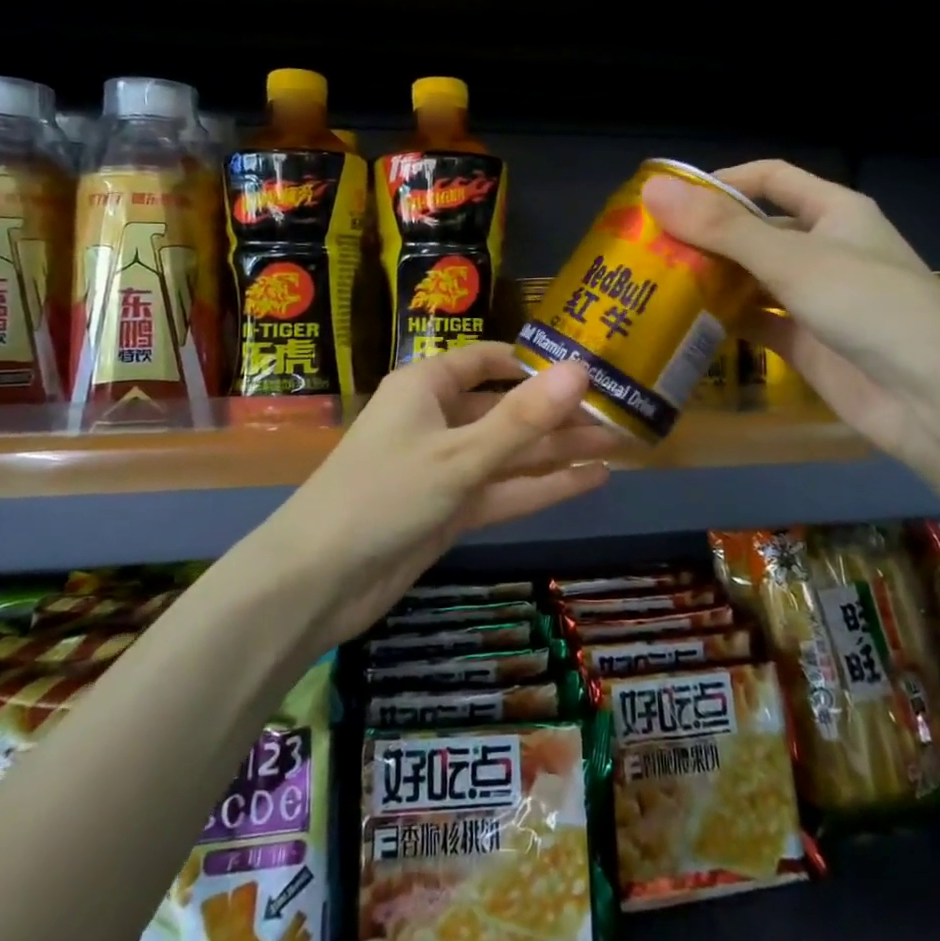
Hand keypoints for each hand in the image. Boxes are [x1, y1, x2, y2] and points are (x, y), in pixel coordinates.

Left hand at [262, 343, 621, 645]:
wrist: (318, 580)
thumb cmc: (383, 494)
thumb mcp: (459, 454)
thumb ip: (523, 418)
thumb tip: (581, 369)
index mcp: (427, 387)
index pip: (488, 360)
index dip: (536, 364)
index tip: (588, 370)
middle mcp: (437, 419)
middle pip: (507, 409)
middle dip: (559, 414)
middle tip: (620, 416)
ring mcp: (444, 467)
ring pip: (510, 452)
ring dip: (559, 451)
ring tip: (621, 446)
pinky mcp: (449, 509)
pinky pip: (502, 490)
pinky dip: (542, 487)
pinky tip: (592, 481)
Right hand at [641, 161, 939, 473]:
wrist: (938, 401)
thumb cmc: (872, 307)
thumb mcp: (793, 259)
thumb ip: (722, 228)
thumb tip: (652, 192)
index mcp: (834, 212)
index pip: (771, 179)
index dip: (723, 181)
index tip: (670, 197)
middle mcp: (824, 249)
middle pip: (755, 231)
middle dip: (706, 236)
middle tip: (647, 247)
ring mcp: (815, 299)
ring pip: (752, 279)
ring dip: (711, 280)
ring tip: (655, 284)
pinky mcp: (806, 343)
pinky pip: (757, 322)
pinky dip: (725, 321)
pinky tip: (684, 324)